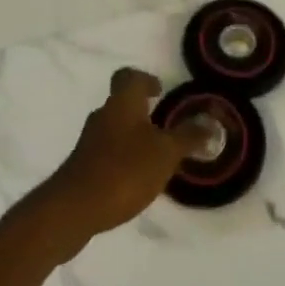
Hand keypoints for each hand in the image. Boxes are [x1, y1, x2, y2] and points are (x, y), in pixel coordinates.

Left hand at [42, 68, 214, 251]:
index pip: (129, 76)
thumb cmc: (124, 170)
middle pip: (122, 103)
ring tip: (155, 157)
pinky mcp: (83, 166)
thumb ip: (188, 137)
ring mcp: (89, 141)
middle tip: (165, 127)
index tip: (160, 91)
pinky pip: (107, 152)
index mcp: (122, 103)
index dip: (145, 79)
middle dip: (143, 112)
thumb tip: (210, 123)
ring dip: (134, 137)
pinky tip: (135, 179)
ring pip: (115, 128)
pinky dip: (122, 158)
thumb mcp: (165, 153)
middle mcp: (103, 115)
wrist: (74, 208)